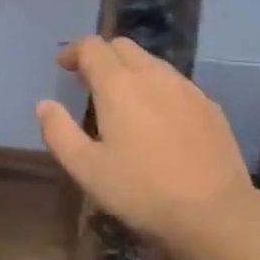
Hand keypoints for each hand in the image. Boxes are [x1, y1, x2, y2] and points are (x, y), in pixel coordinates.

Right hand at [36, 36, 255, 242]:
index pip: (92, 47)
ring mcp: (186, 88)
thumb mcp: (87, 169)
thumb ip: (59, 132)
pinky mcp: (209, 105)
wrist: (215, 212)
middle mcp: (153, 75)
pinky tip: (157, 119)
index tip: (63, 66)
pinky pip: (175, 83)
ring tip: (122, 100)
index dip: (74, 51)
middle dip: (102, 56)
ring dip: (130, 70)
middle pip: (123, 46)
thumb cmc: (142, 191)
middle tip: (88, 82)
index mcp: (119, 85)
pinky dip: (157, 88)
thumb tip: (44, 105)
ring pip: (152, 62)